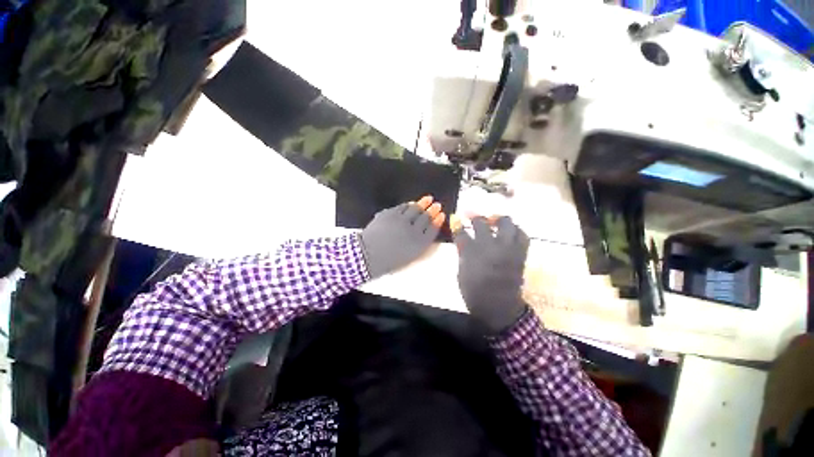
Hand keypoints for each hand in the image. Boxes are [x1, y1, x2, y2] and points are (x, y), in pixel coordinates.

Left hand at [360, 196, 445, 277]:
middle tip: (437, 205)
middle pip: (425, 217)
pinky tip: (411, 203)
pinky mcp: (390, 214)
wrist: (368, 255)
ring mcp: (400, 220)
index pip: (432, 229)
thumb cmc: (389, 259)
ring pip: (415, 209)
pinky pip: (402, 207)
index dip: (438, 221)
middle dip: (432, 210)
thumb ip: (420, 242)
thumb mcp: (410, 255)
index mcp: (419, 244)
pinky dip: (408, 205)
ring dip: (422, 203)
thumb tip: (427, 229)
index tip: (441, 215)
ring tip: (428, 199)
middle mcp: (412, 230)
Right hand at [451, 215, 529, 333]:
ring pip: (506, 223)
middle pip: (482, 223)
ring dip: (498, 219)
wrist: (499, 307)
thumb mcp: (462, 272)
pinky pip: (522, 235)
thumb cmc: (475, 292)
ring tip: (494, 221)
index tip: (454, 217)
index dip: (456, 224)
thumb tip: (463, 240)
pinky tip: (510, 232)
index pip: (461, 233)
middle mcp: (490, 247)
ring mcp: (507, 248)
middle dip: (475, 217)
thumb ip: (463, 253)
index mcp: (472, 253)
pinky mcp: (520, 253)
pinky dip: (515, 231)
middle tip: (472, 216)